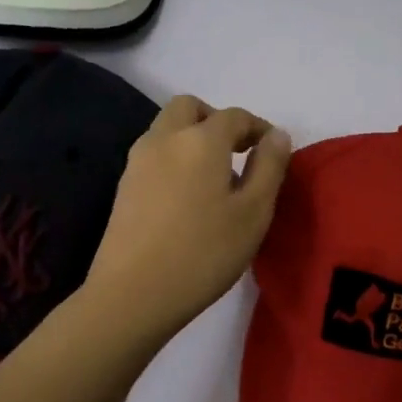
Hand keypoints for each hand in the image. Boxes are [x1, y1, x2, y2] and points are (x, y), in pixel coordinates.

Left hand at [85, 96, 292, 343]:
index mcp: (201, 140)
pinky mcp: (124, 187)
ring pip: (167, 130)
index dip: (259, 128)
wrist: (133, 293)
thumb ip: (269, 167)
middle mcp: (164, 139)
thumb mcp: (253, 212)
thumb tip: (277, 136)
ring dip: (193, 138)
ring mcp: (138, 162)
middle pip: (190, 108)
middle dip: (217, 121)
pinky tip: (188, 198)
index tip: (274, 151)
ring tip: (215, 180)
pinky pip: (154, 155)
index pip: (235, 116)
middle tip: (238, 152)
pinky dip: (175, 159)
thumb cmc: (204, 252)